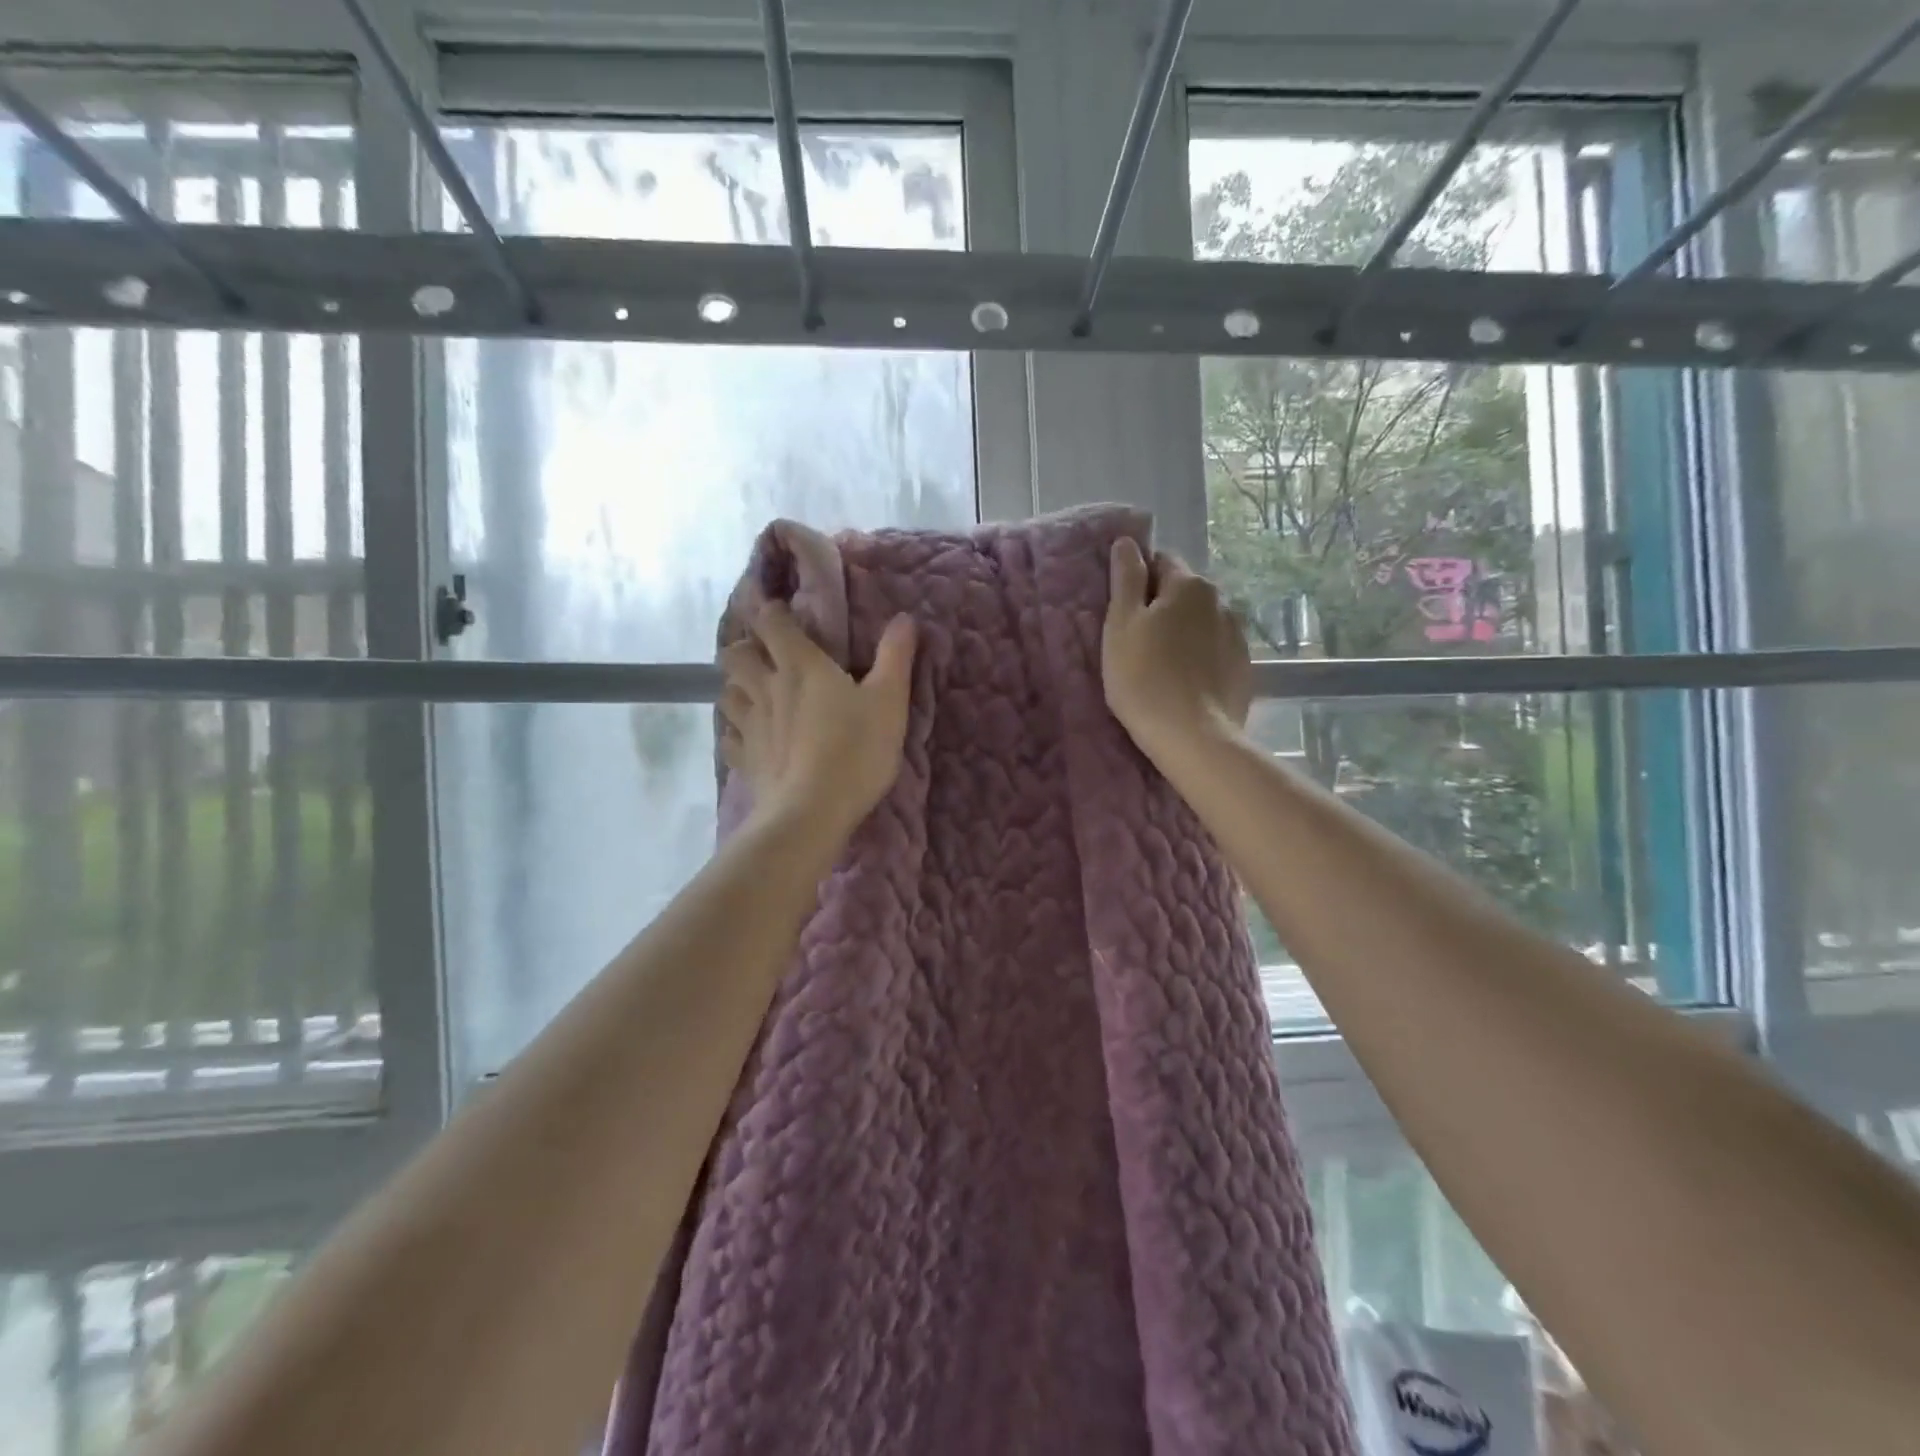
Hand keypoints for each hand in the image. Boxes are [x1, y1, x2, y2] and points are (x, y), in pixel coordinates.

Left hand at [719, 604, 917, 840]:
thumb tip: (905, 617)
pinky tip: (748, 739)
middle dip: (745, 649)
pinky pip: (729, 737)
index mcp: (800, 665)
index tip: (779, 611)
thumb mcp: (889, 702)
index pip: (773, 623)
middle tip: (763, 656)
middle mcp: (767, 688)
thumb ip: (895, 657)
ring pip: (726, 693)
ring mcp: (750, 725)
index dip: (772, 612)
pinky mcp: (744, 760)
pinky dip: (735, 732)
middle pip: (736, 655)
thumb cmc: (856, 750)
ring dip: (736, 688)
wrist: (812, 812)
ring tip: (752, 694)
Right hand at [1102, 538, 1251, 760]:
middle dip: (1162, 607)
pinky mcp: (1243, 668)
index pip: (1160, 562)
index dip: (1138, 582)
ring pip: (1201, 622)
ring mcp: (1237, 636)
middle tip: (1137, 642)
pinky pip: (1214, 650)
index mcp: (1189, 585)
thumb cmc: (1144, 678)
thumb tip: (1127, 542)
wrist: (1192, 737)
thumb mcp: (1121, 624)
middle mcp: (1220, 601)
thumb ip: (1125, 579)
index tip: (1123, 612)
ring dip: (1182, 633)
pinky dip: (1199, 658)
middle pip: (1183, 593)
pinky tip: (1184, 683)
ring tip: (1162, 667)